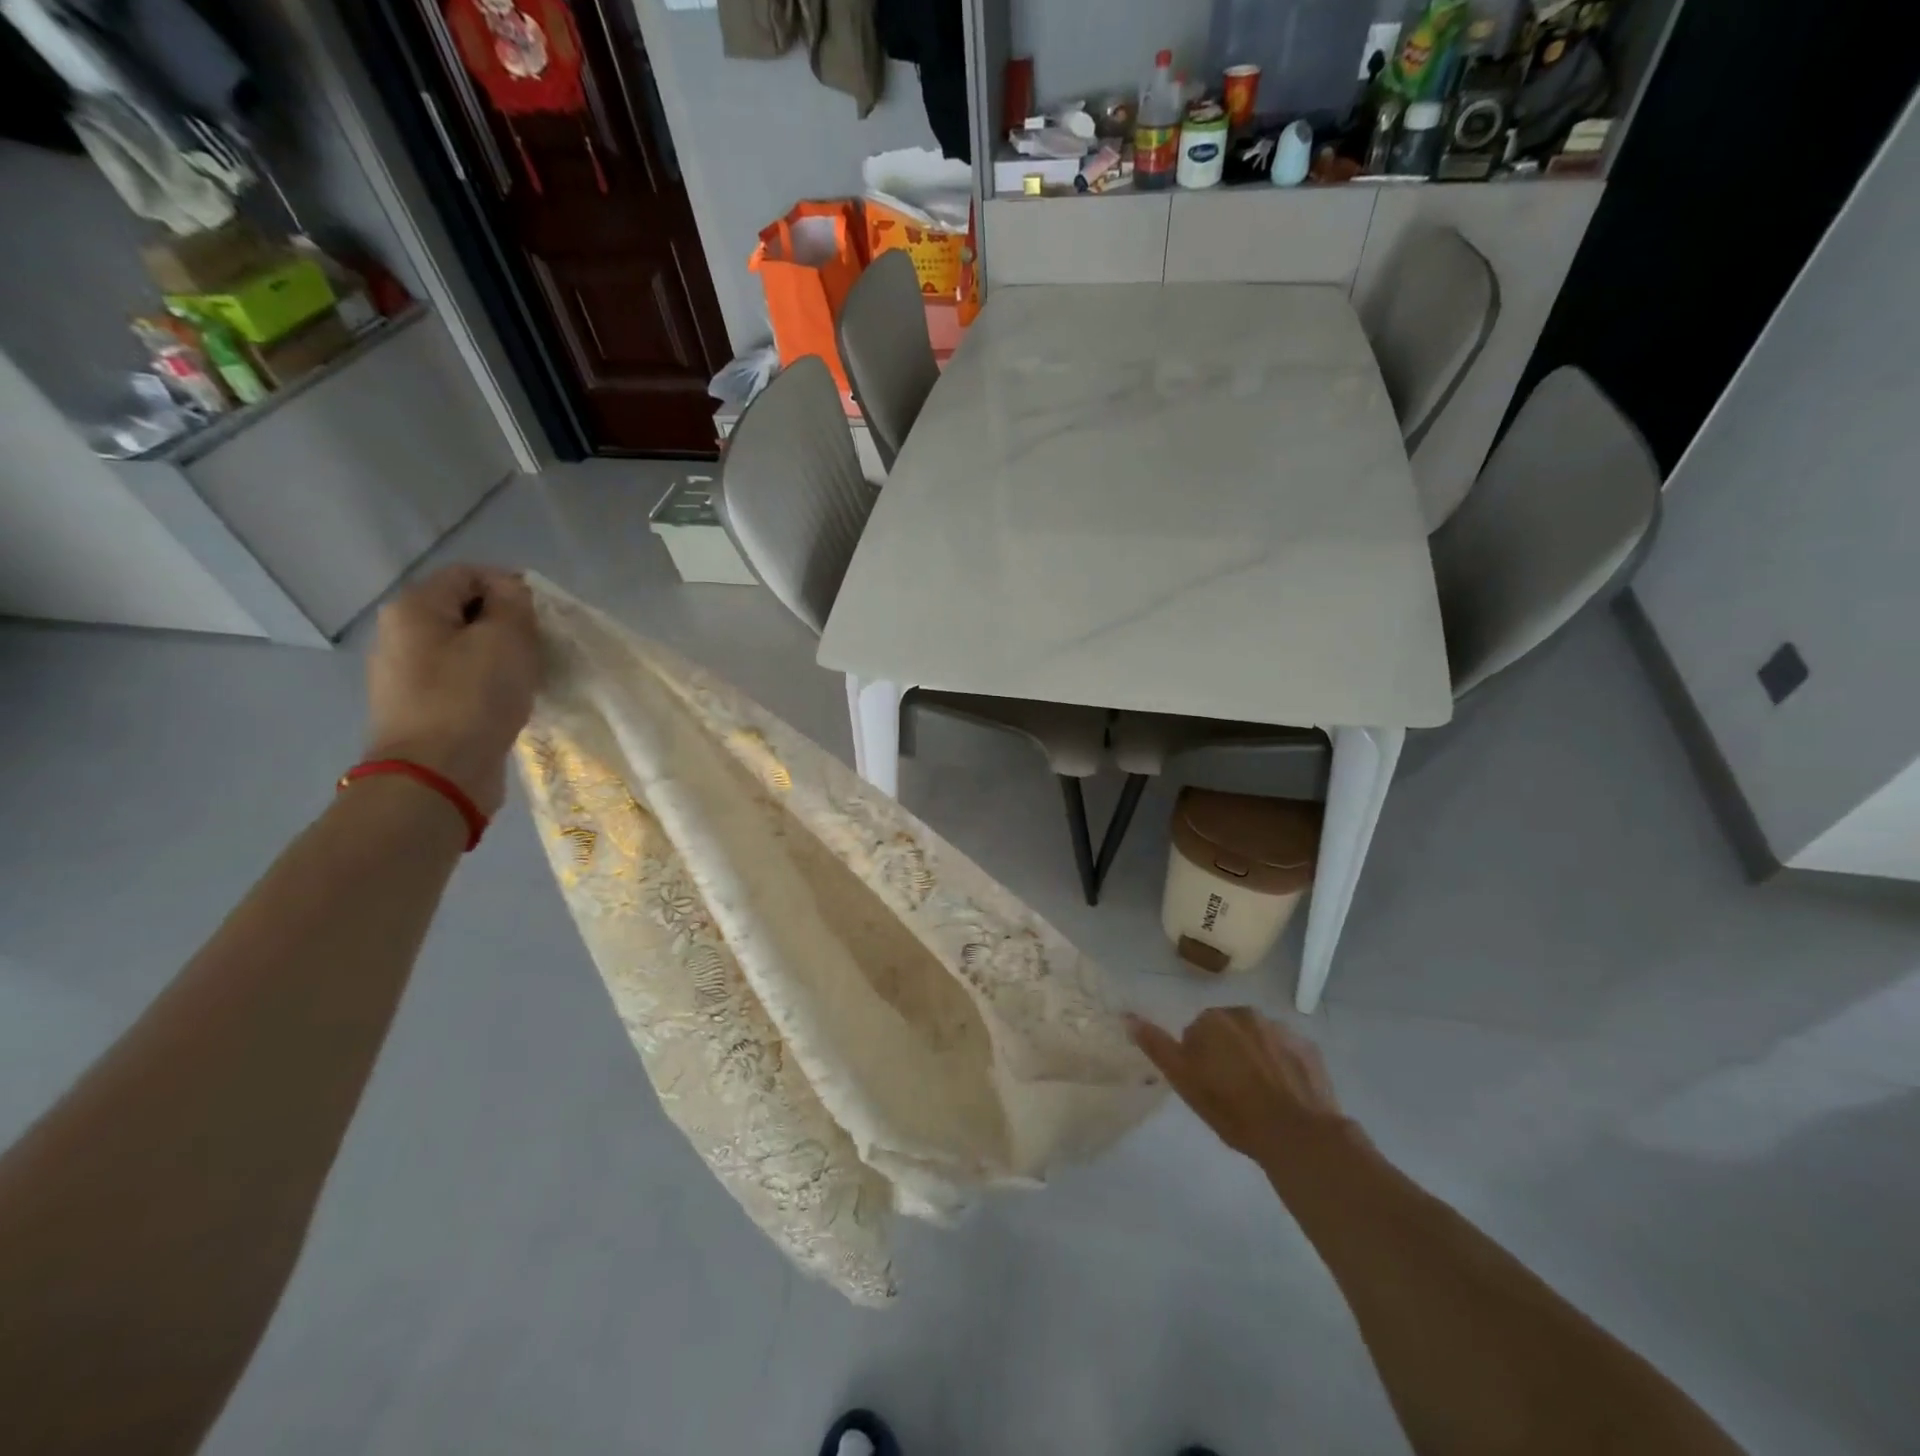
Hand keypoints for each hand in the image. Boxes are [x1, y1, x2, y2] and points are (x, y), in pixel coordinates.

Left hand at [363, 565, 541, 814]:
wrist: (438, 775)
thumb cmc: (473, 698)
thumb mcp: (506, 639)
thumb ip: (513, 604)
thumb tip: (510, 591)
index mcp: (414, 608)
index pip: (468, 573)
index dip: (509, 585)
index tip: (542, 616)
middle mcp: (400, 635)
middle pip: (463, 611)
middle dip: (506, 623)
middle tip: (540, 647)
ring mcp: (405, 676)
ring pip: (463, 648)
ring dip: (499, 656)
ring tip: (529, 676)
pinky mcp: (420, 709)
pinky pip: (460, 680)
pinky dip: (487, 684)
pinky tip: (508, 702)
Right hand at [1128, 1007, 1351, 1166]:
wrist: (1296, 1133)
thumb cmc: (1232, 1108)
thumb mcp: (1184, 1081)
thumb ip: (1157, 1046)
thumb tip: (1127, 1017)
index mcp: (1214, 1019)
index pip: (1196, 1032)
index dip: (1199, 1060)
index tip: (1207, 1086)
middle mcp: (1246, 1013)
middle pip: (1228, 1031)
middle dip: (1227, 1053)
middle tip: (1231, 1091)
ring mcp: (1282, 1028)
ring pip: (1258, 1039)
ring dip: (1255, 1057)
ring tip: (1260, 1095)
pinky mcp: (1309, 1047)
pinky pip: (1287, 1051)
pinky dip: (1283, 1065)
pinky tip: (1284, 1094)